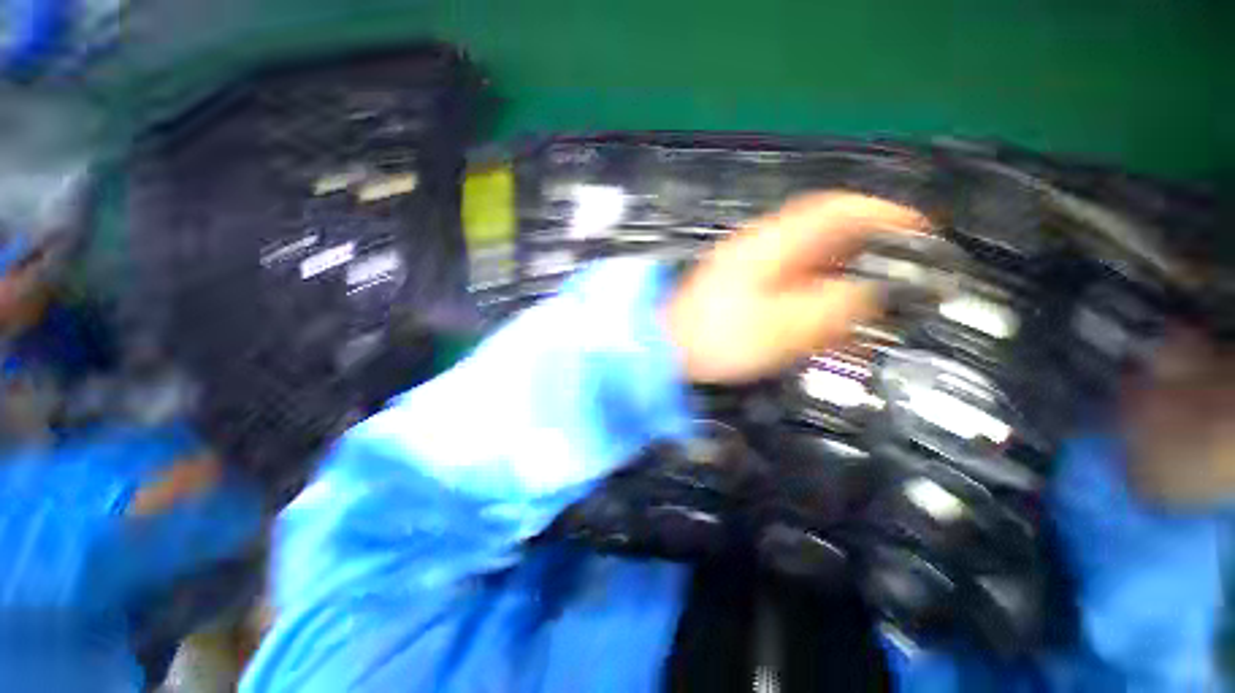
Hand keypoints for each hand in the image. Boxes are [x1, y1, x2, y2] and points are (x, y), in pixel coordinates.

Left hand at [665, 193, 928, 382]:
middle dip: (868, 250)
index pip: (837, 210)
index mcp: (772, 245)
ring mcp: (750, 268)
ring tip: (870, 304)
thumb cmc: (718, 338)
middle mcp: (761, 248)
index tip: (919, 229)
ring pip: (811, 263)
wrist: (667, 350)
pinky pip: (791, 284)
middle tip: (901, 272)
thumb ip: (835, 305)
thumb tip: (870, 291)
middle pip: (826, 235)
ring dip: (843, 278)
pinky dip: (815, 297)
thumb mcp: (786, 326)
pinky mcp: (743, 290)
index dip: (882, 214)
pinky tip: (827, 320)